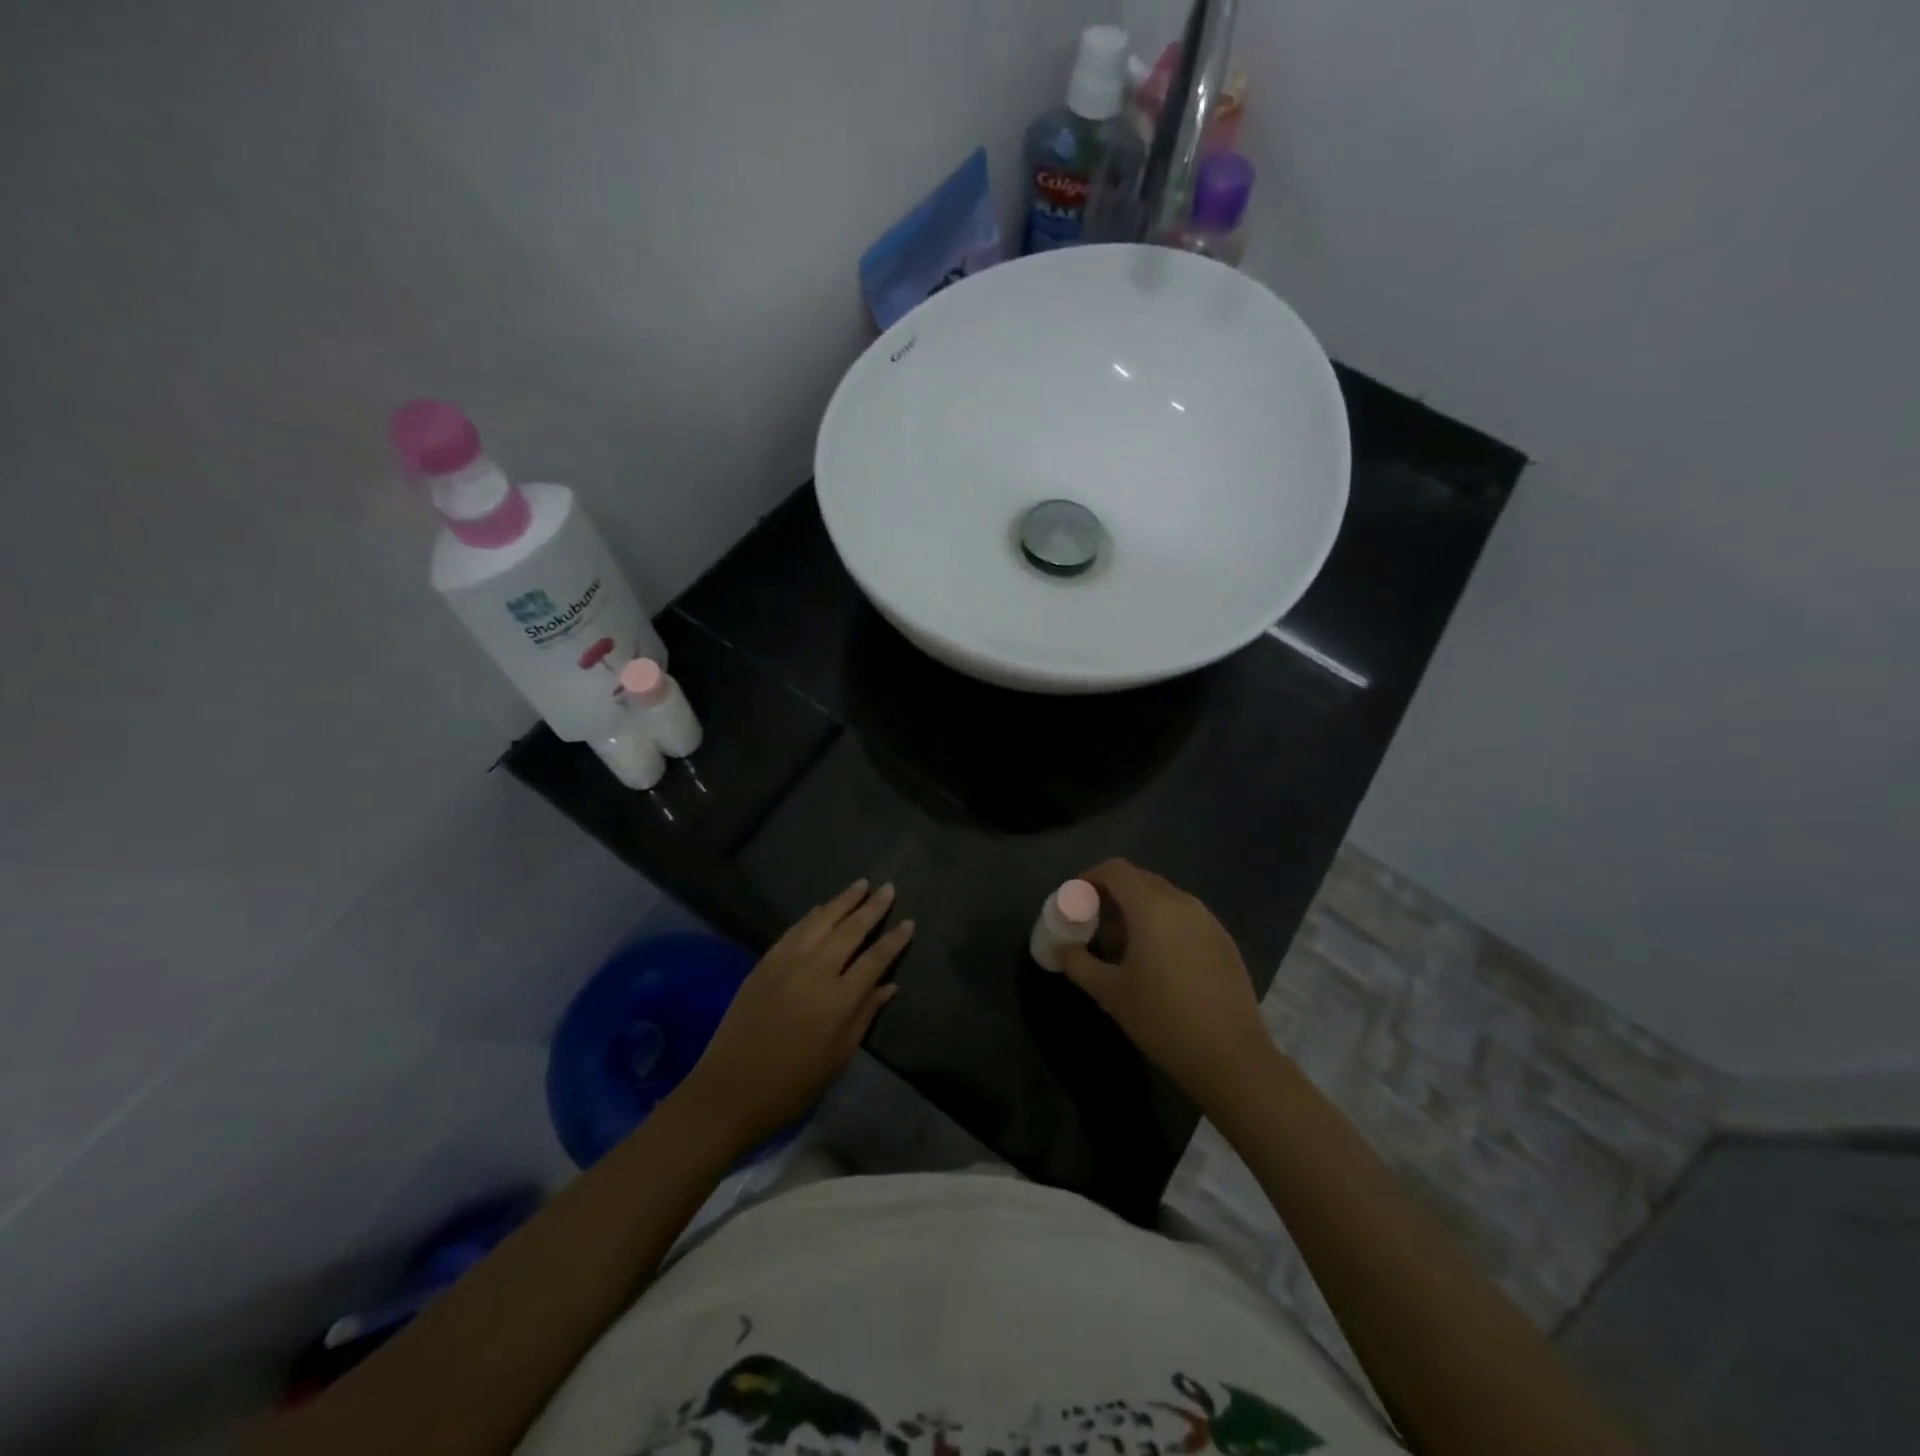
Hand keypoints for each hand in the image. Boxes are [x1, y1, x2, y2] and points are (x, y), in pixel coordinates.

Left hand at [681, 880, 912, 1147]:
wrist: (730, 1090)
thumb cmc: (793, 1084)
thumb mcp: (839, 1057)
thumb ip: (865, 1015)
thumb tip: (890, 985)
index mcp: (839, 1000)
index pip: (875, 959)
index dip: (894, 940)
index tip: (909, 922)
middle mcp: (815, 971)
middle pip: (850, 930)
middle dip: (872, 907)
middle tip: (888, 888)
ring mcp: (787, 963)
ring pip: (821, 921)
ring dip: (843, 901)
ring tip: (860, 885)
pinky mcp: (765, 963)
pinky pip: (794, 930)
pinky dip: (812, 915)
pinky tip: (822, 907)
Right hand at [1059, 859, 1274, 1112]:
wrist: (1231, 1057)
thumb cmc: (1163, 1020)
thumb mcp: (1110, 993)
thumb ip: (1079, 963)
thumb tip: (1063, 950)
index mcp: (1152, 908)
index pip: (1116, 870)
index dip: (1091, 877)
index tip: (1075, 899)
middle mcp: (1182, 903)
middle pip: (1140, 880)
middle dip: (1113, 893)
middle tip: (1094, 921)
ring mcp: (1208, 920)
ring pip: (1165, 898)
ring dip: (1138, 909)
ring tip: (1124, 944)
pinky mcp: (1224, 940)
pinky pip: (1185, 916)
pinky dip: (1163, 923)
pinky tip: (1158, 960)